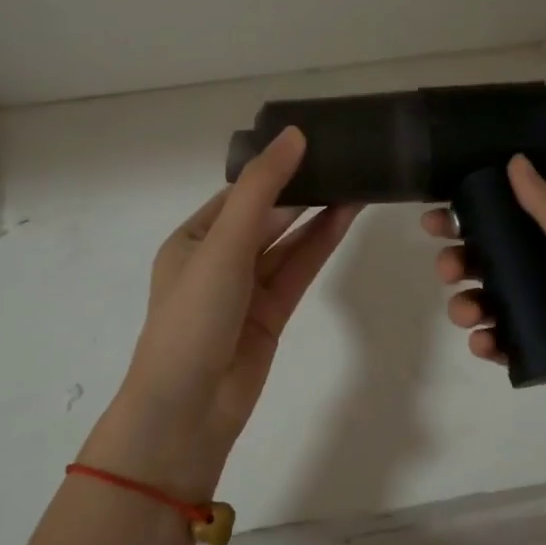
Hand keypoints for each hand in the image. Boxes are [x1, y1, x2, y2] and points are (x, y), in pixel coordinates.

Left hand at [93, 128, 359, 489]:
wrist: (189, 409)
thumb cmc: (194, 317)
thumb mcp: (222, 245)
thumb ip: (260, 190)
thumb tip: (294, 135)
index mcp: (193, 239)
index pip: (241, 193)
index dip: (276, 168)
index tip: (315, 143)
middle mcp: (218, 260)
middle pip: (267, 216)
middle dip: (302, 191)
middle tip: (345, 160)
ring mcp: (246, 289)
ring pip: (288, 243)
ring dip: (317, 216)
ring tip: (357, 183)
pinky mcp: (271, 315)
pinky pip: (298, 271)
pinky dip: (320, 246)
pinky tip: (346, 219)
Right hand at [424, 154, 545, 463]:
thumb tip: (512, 161)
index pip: (506, 226)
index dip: (469, 219)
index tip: (437, 216)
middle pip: (487, 265)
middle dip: (458, 261)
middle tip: (449, 266)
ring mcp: (539, 324)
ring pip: (485, 305)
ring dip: (464, 303)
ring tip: (468, 311)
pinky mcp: (537, 362)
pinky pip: (497, 347)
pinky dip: (482, 343)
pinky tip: (486, 343)